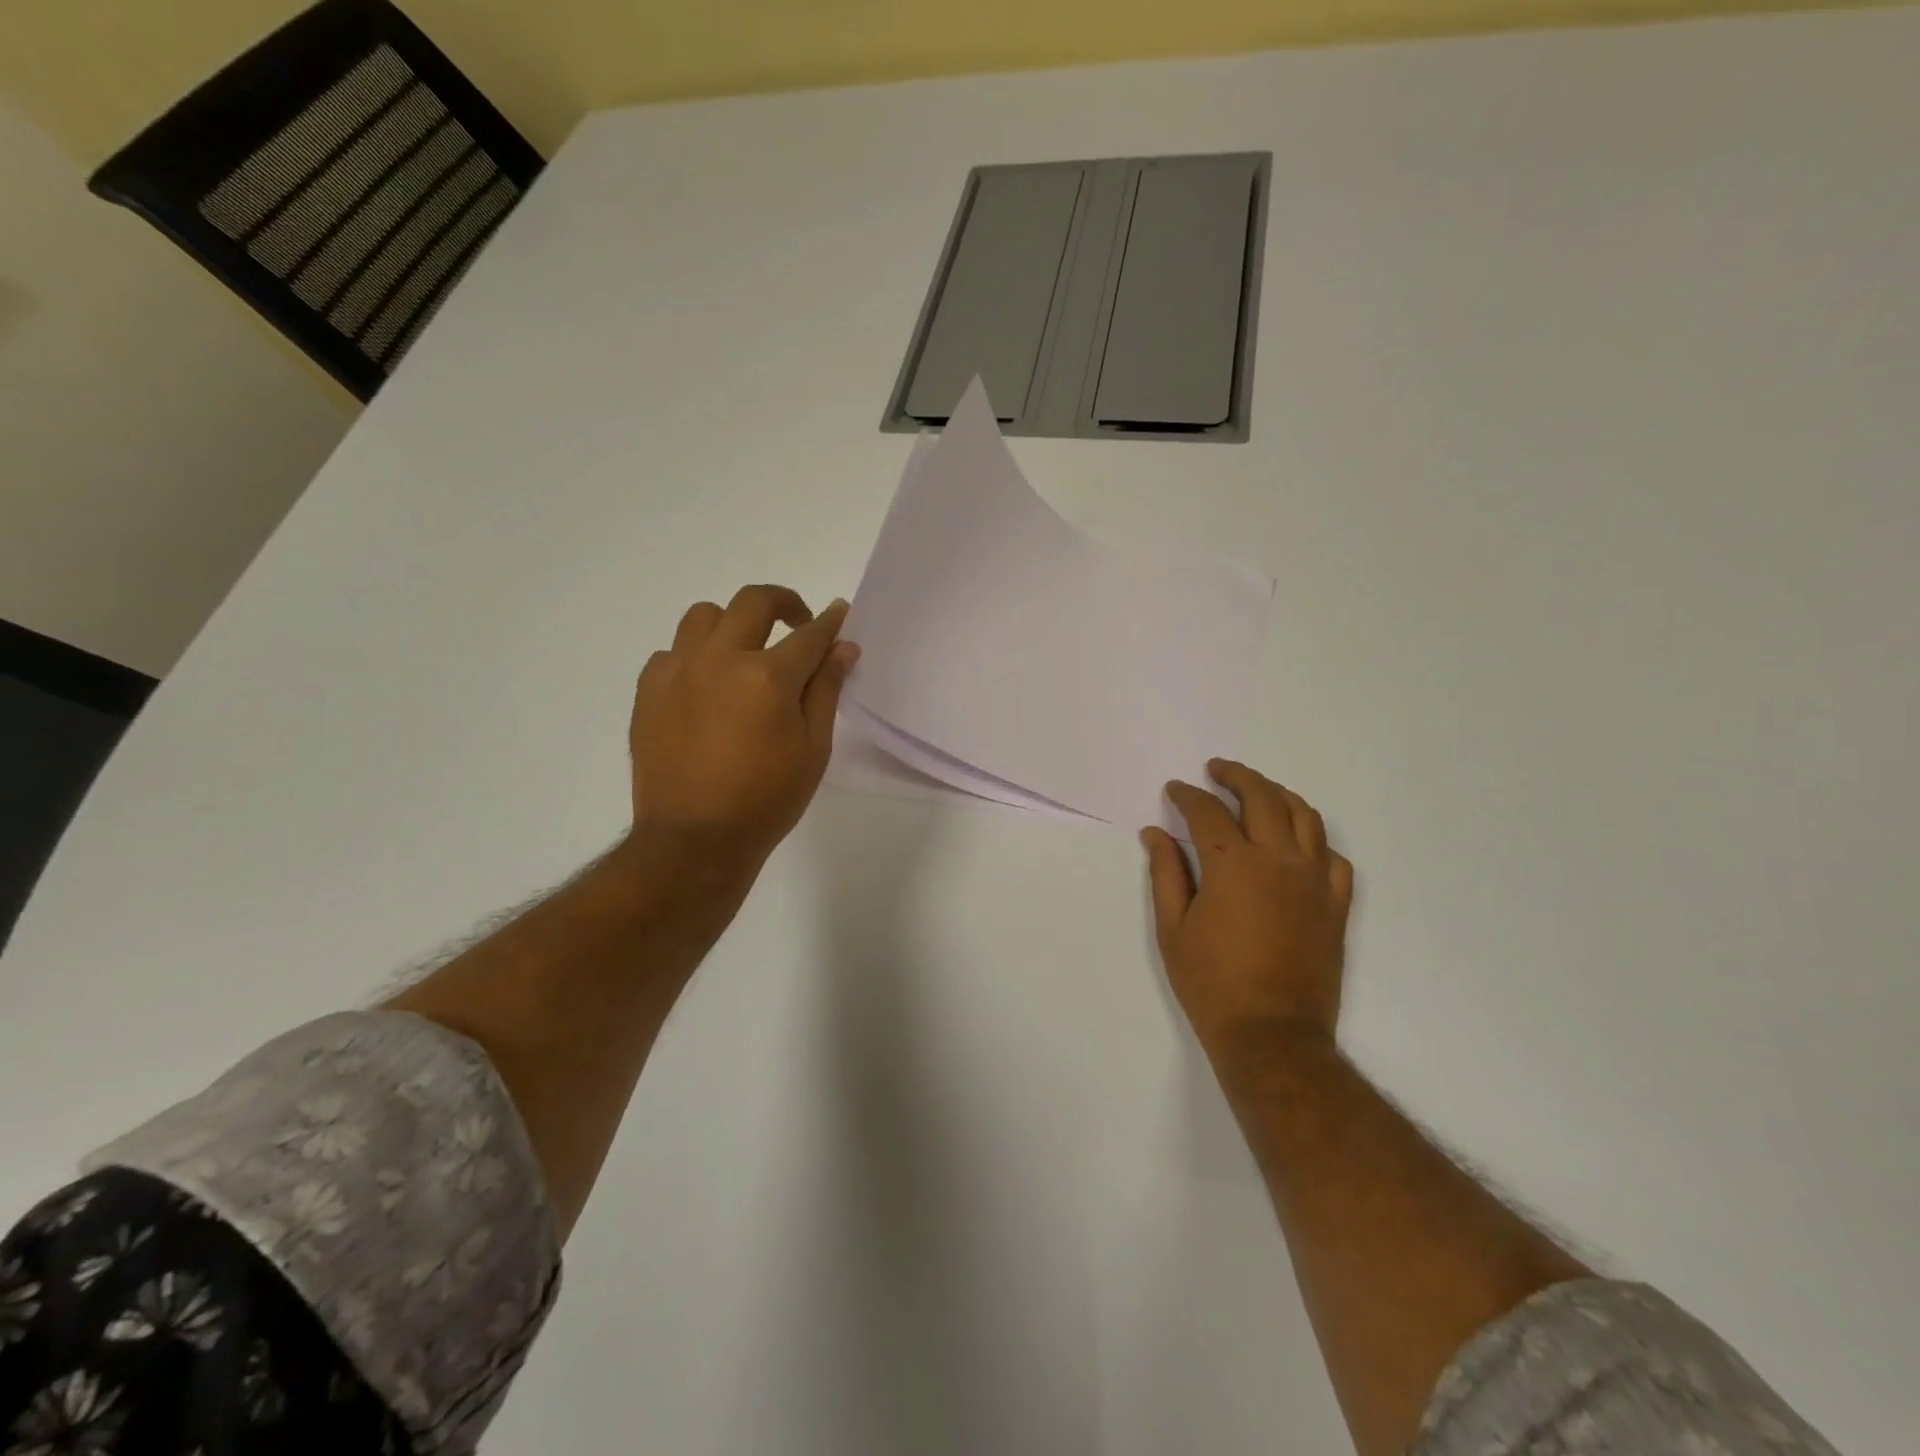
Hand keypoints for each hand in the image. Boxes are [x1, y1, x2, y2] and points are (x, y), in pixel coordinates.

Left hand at [627, 585, 857, 881]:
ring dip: (733, 623)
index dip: (830, 622)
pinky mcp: (648, 690)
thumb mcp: (813, 749)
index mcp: (768, 676)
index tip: (839, 613)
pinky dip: (695, 657)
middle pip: (754, 602)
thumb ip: (826, 690)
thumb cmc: (766, 800)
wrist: (694, 840)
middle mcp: (719, 659)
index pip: (809, 635)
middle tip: (797, 623)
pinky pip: (672, 652)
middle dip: (784, 603)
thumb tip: (843, 648)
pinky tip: (706, 687)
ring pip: (705, 616)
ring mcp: (678, 671)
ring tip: (744, 652)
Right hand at [1142, 761, 1353, 1086]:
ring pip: (1305, 816)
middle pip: (1262, 797)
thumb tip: (1155, 833)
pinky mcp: (1336, 904)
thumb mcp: (1172, 927)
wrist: (1271, 1034)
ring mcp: (1315, 880)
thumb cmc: (1211, 983)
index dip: (1187, 795)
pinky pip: (1334, 856)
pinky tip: (1298, 843)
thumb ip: (1166, 872)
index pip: (1208, 812)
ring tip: (1258, 791)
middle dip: (1236, 776)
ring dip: (1278, 794)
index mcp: (1234, 864)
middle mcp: (1279, 860)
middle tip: (1217, 770)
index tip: (1175, 789)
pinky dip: (1315, 839)